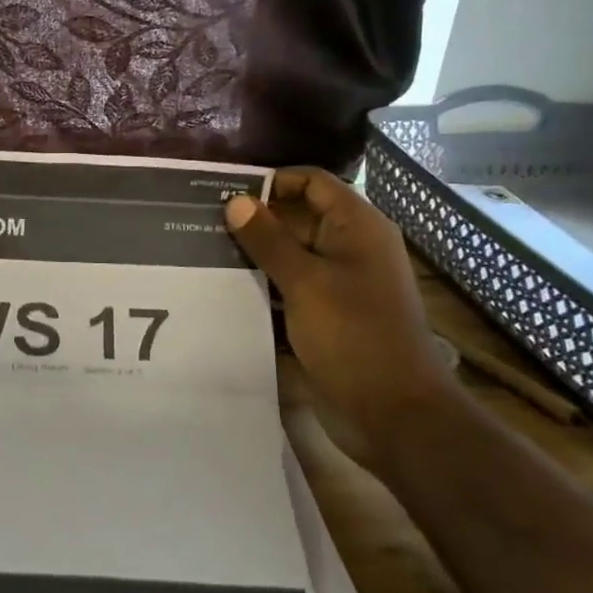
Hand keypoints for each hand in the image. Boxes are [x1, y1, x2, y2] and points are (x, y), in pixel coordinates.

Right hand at [225, 169, 458, 462]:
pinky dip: (263, 283)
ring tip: (203, 250)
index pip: (311, 182)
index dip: (271, 181)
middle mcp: (349, 247)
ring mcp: (337, 282)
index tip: (224, 192)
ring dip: (253, 253)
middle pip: (297, 216)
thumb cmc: (354, 335)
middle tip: (201, 222)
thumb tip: (234, 201)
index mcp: (357, 227)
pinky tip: (223, 285)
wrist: (392, 411)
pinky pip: (289, 285)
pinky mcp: (325, 313)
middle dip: (254, 218)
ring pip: (289, 253)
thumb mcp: (306, 282)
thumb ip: (268, 240)